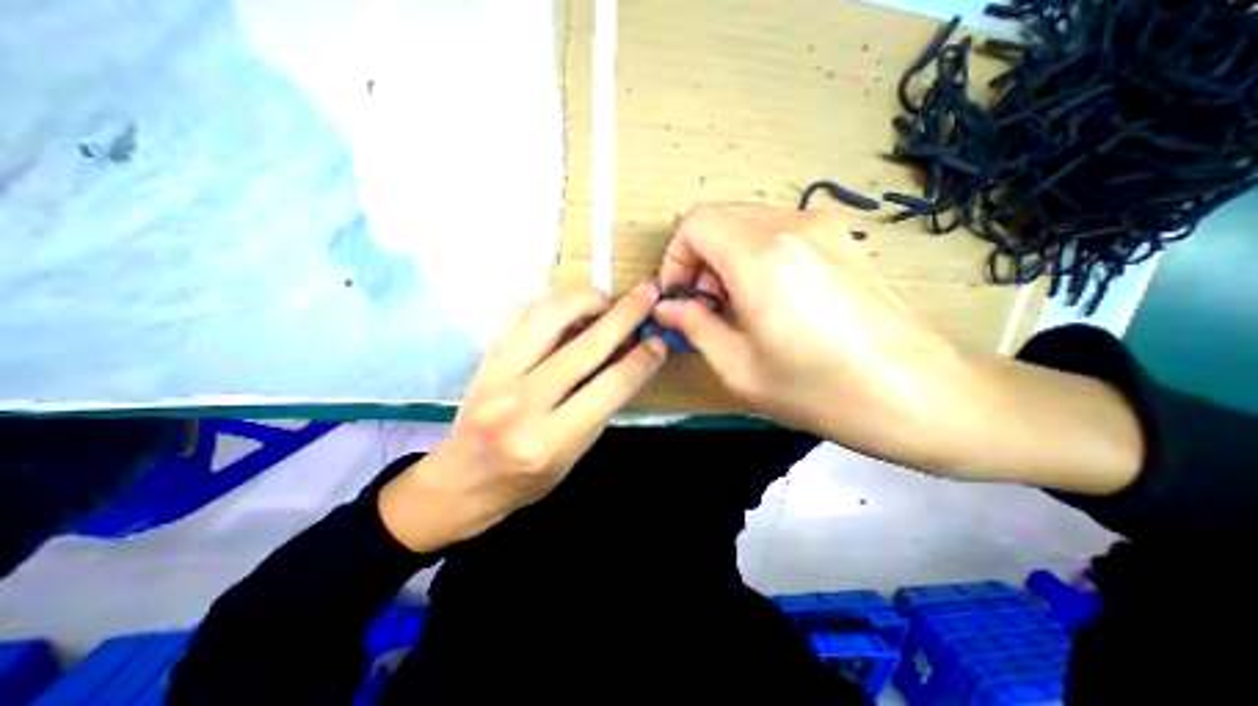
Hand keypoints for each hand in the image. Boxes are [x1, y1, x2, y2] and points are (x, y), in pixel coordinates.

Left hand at [377, 285, 666, 552]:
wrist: (463, 480)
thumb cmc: (528, 478)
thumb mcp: (576, 454)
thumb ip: (602, 405)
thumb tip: (629, 357)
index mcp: (551, 440)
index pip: (610, 386)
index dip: (642, 359)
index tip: (658, 341)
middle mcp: (523, 403)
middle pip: (585, 345)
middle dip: (625, 314)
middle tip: (647, 294)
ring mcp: (497, 375)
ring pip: (548, 316)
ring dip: (585, 299)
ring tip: (605, 301)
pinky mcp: (484, 358)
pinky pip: (518, 312)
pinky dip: (548, 301)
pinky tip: (566, 306)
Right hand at [659, 206, 971, 463]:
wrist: (919, 394)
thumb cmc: (820, 391)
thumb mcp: (739, 368)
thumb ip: (695, 327)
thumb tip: (667, 307)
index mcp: (761, 259)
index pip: (696, 223)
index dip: (676, 257)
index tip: (680, 297)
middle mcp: (791, 227)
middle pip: (720, 220)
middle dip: (699, 260)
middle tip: (707, 307)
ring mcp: (823, 227)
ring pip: (747, 224)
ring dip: (727, 259)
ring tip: (738, 306)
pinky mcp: (842, 237)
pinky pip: (778, 232)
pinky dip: (756, 256)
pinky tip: (770, 298)